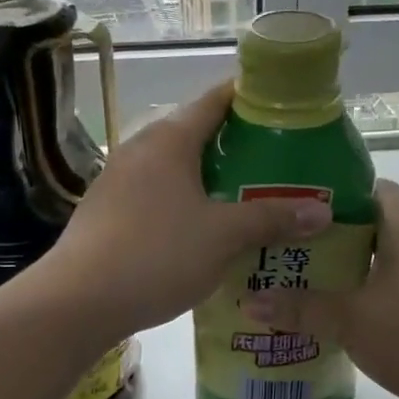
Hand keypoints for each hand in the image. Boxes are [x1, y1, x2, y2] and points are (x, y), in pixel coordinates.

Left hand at [34, 83, 330, 339]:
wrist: (76, 301)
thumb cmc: (155, 255)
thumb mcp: (223, 236)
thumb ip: (271, 219)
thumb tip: (322, 211)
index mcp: (170, 139)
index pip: (216, 99)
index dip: (251, 97)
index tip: (285, 106)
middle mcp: (141, 148)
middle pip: (197, 132)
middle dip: (238, 143)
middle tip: (280, 160)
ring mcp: (119, 179)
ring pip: (176, 166)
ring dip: (211, 176)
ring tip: (250, 194)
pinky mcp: (108, 209)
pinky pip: (158, 192)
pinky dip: (186, 199)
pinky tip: (205, 227)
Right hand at [242, 180, 398, 398]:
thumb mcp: (352, 321)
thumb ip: (302, 308)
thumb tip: (250, 301)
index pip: (375, 189)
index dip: (338, 191)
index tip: (299, 205)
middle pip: (373, 226)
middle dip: (331, 235)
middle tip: (288, 246)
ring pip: (381, 260)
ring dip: (347, 268)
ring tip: (303, 279)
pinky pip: (393, 289)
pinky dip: (365, 294)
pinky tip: (338, 314)